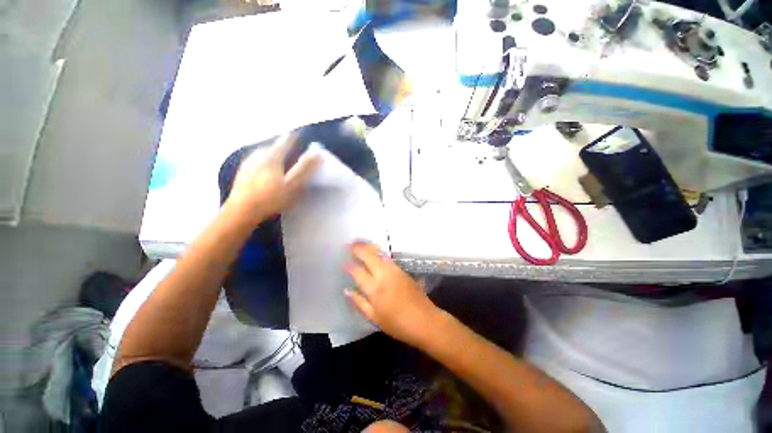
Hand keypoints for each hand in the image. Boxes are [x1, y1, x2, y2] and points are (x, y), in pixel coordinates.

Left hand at [227, 134, 320, 223]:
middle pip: (274, 145)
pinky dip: (264, 161)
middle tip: (292, 150)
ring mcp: (248, 163)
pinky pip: (256, 161)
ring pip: (264, 152)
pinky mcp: (242, 172)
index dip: (295, 137)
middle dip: (284, 146)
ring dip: (273, 153)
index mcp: (272, 156)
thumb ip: (305, 169)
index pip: (286, 140)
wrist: (242, 211)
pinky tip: (265, 170)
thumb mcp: (293, 185)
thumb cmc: (271, 198)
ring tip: (280, 159)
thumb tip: (317, 154)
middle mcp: (258, 155)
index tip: (301, 136)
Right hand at [345, 242, 440, 346]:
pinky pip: (387, 257)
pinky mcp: (402, 270)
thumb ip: (359, 302)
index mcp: (375, 289)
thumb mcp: (375, 318)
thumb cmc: (398, 324)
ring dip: (369, 246)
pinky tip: (374, 251)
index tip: (342, 262)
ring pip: (379, 254)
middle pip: (369, 257)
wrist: (425, 321)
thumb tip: (346, 290)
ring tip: (359, 242)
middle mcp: (384, 275)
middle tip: (349, 244)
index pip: (358, 272)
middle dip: (358, 248)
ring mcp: (395, 271)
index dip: (349, 266)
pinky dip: (378, 251)